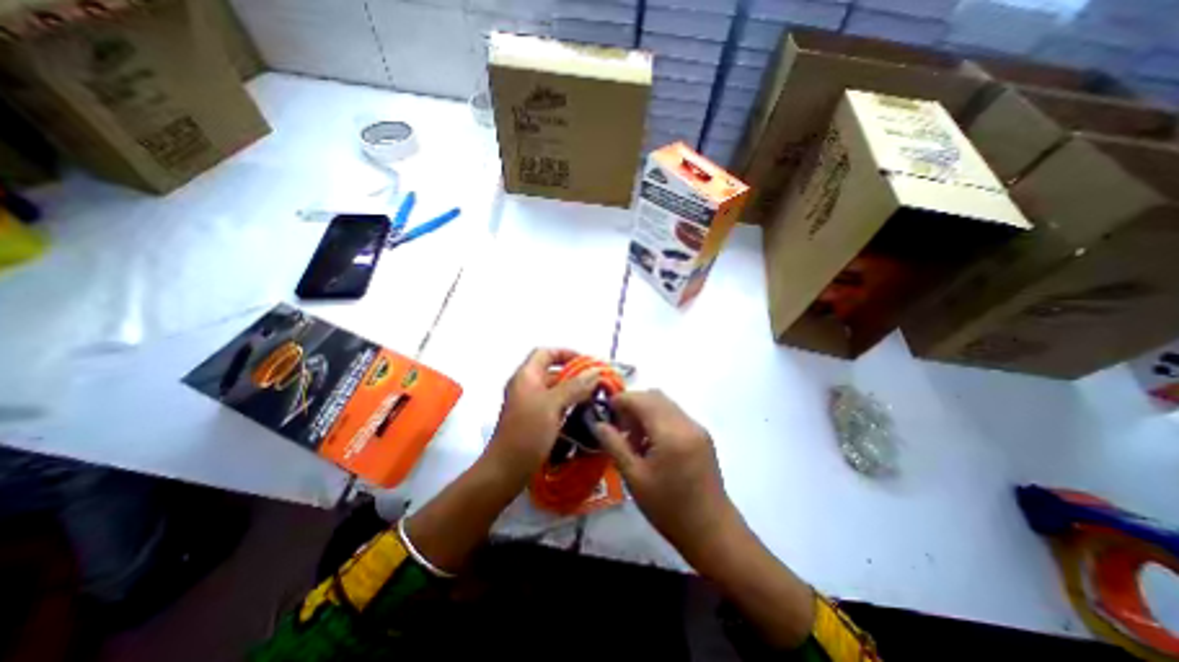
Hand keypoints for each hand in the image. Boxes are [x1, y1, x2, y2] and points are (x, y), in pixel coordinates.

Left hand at [484, 351, 601, 484]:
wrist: (505, 470)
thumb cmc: (527, 432)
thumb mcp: (552, 405)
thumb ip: (575, 386)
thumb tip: (596, 371)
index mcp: (527, 376)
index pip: (546, 353)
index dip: (566, 353)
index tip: (587, 363)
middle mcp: (527, 386)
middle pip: (553, 371)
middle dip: (576, 374)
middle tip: (598, 383)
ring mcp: (530, 404)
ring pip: (555, 390)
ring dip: (575, 391)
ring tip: (596, 398)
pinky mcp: (534, 420)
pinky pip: (554, 405)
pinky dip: (569, 405)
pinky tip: (584, 413)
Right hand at [596, 391, 738, 566]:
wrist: (711, 531)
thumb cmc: (668, 507)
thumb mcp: (635, 477)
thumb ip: (614, 445)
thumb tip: (597, 424)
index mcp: (670, 432)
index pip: (642, 399)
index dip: (621, 399)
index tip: (605, 410)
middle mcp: (686, 423)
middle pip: (655, 396)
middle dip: (633, 404)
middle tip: (618, 425)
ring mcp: (697, 428)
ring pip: (666, 404)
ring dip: (646, 411)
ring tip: (633, 438)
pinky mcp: (702, 436)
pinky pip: (675, 415)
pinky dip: (659, 419)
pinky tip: (651, 444)